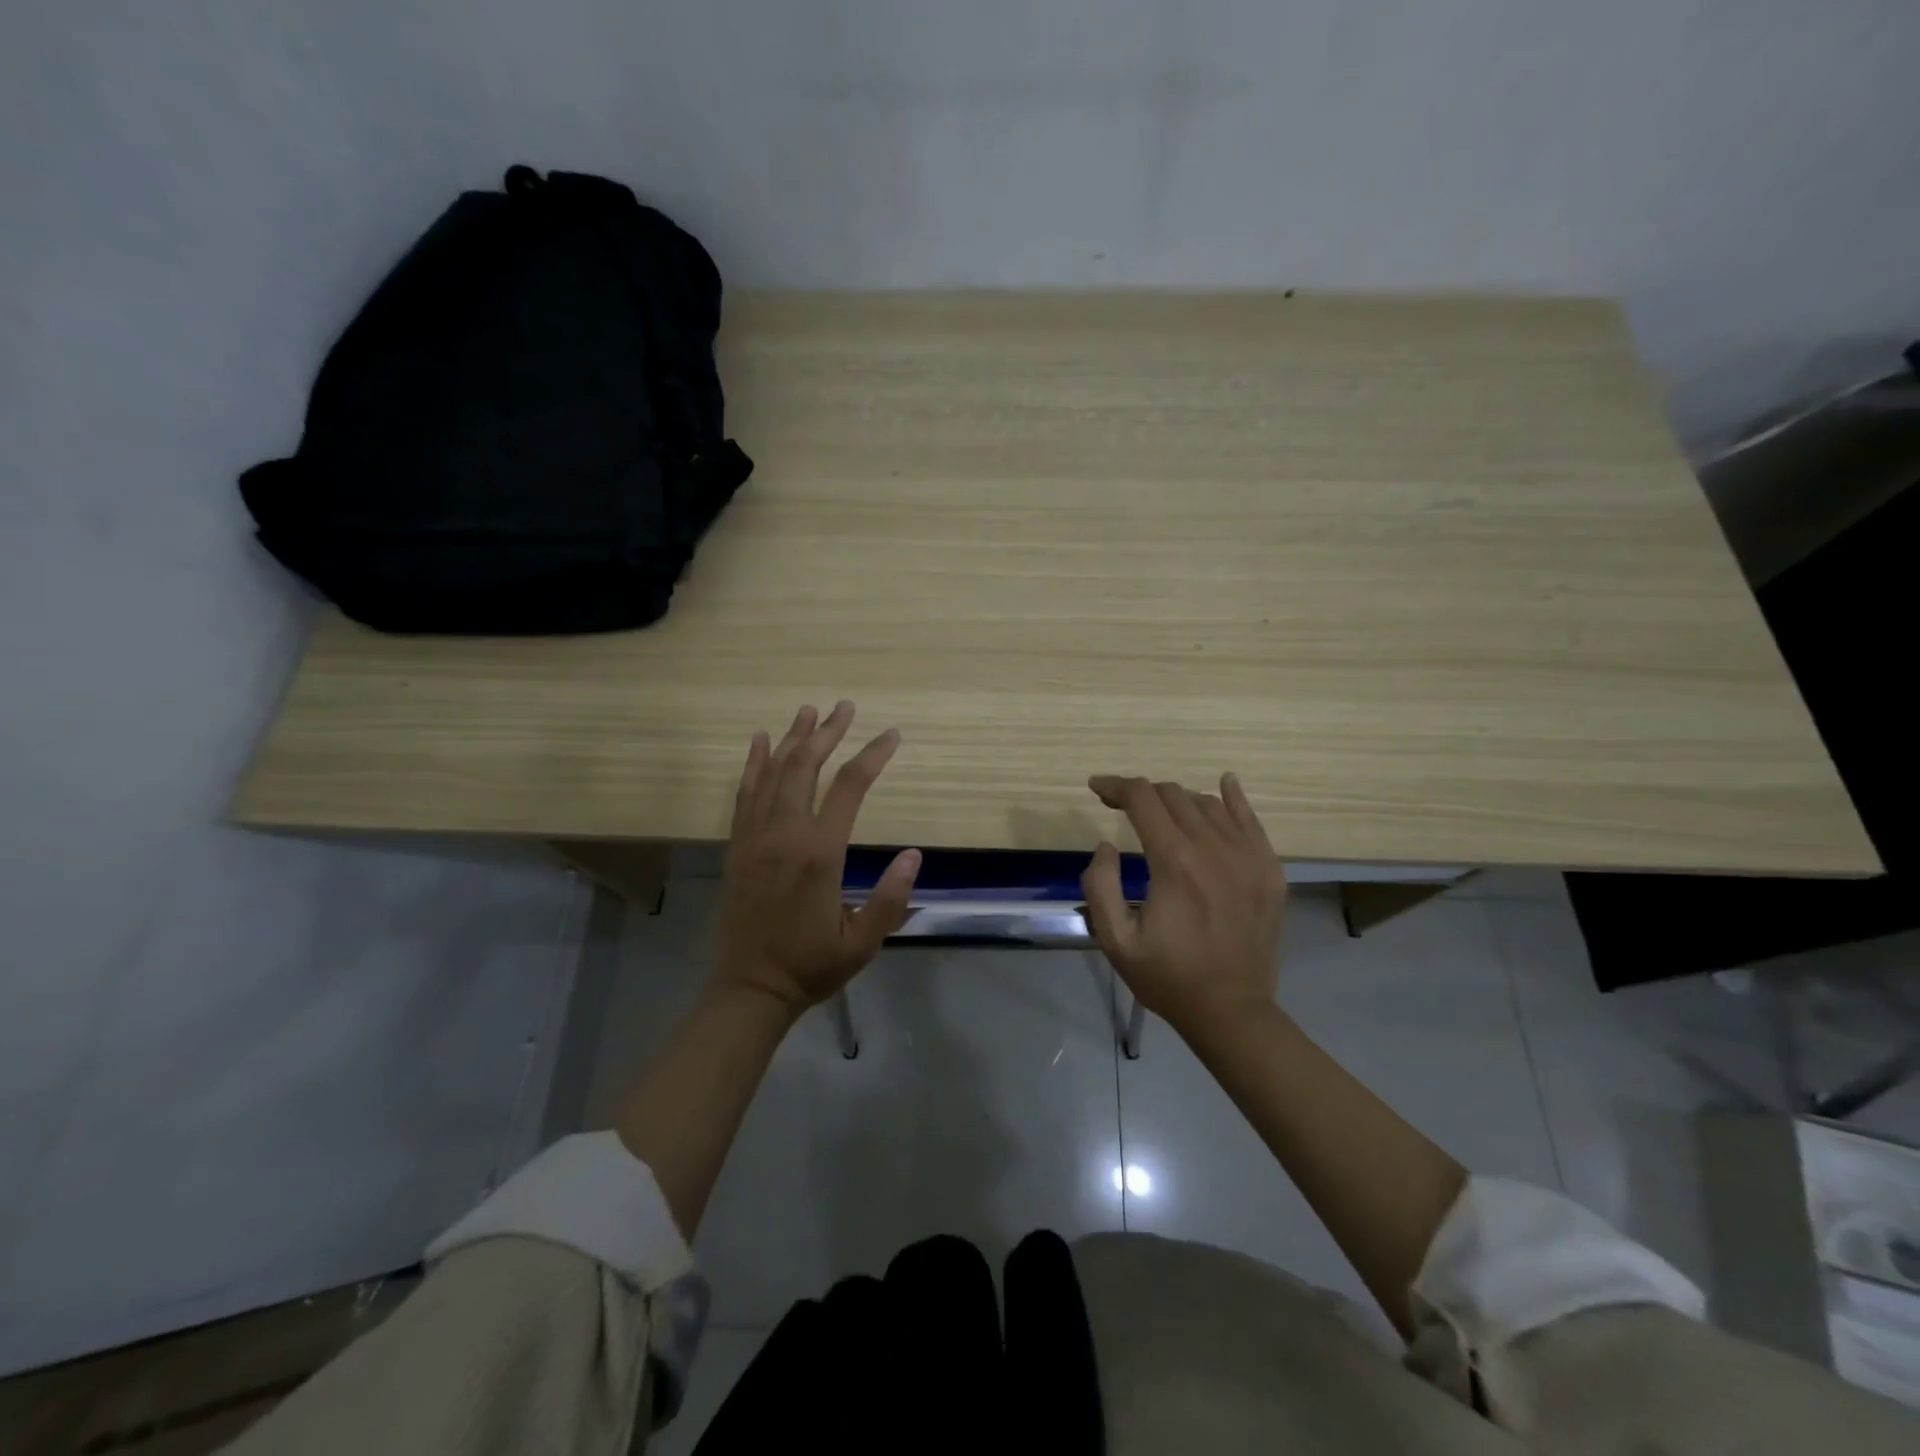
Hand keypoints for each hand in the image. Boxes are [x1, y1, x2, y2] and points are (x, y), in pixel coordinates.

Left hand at [716, 701, 920, 1014]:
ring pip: (774, 773)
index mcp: (819, 853)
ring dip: (793, 738)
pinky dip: (754, 763)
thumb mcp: (863, 943)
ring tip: (808, 710)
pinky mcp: (736, 846)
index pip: (849, 788)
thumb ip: (890, 898)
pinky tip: (761, 741)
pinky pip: (744, 794)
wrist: (749, 988)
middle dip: (828, 733)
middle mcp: (784, 834)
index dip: (872, 756)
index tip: (892, 735)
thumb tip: (915, 854)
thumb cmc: (811, 966)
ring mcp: (755, 837)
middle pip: (806, 767)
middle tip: (845, 706)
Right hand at [1081, 773, 1287, 1041]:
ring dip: (1177, 801)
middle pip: (1173, 795)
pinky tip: (1224, 784)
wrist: (1232, 1011)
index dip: (1115, 786)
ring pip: (1207, 803)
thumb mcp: (1116, 941)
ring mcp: (1249, 856)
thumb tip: (1107, 844)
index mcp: (1175, 863)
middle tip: (1121, 806)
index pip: (1143, 799)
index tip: (1097, 788)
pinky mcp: (1270, 869)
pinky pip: (1251, 819)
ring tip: (1161, 816)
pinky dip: (1232, 797)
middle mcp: (1214, 849)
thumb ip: (1099, 885)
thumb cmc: (1168, 977)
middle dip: (1142, 793)